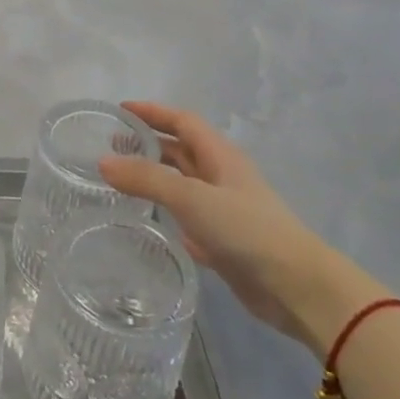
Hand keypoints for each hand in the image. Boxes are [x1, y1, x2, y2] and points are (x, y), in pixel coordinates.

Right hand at [99, 101, 382, 356]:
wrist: (296, 287)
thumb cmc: (247, 230)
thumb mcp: (192, 198)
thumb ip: (147, 179)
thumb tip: (103, 161)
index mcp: (220, 156)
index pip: (183, 122)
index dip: (153, 112)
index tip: (120, 111)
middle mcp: (221, 177)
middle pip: (181, 150)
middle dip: (148, 144)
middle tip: (111, 147)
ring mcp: (223, 209)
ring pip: (182, 183)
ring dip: (153, 176)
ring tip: (118, 179)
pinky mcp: (221, 239)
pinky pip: (185, 215)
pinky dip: (164, 209)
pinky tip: (143, 218)